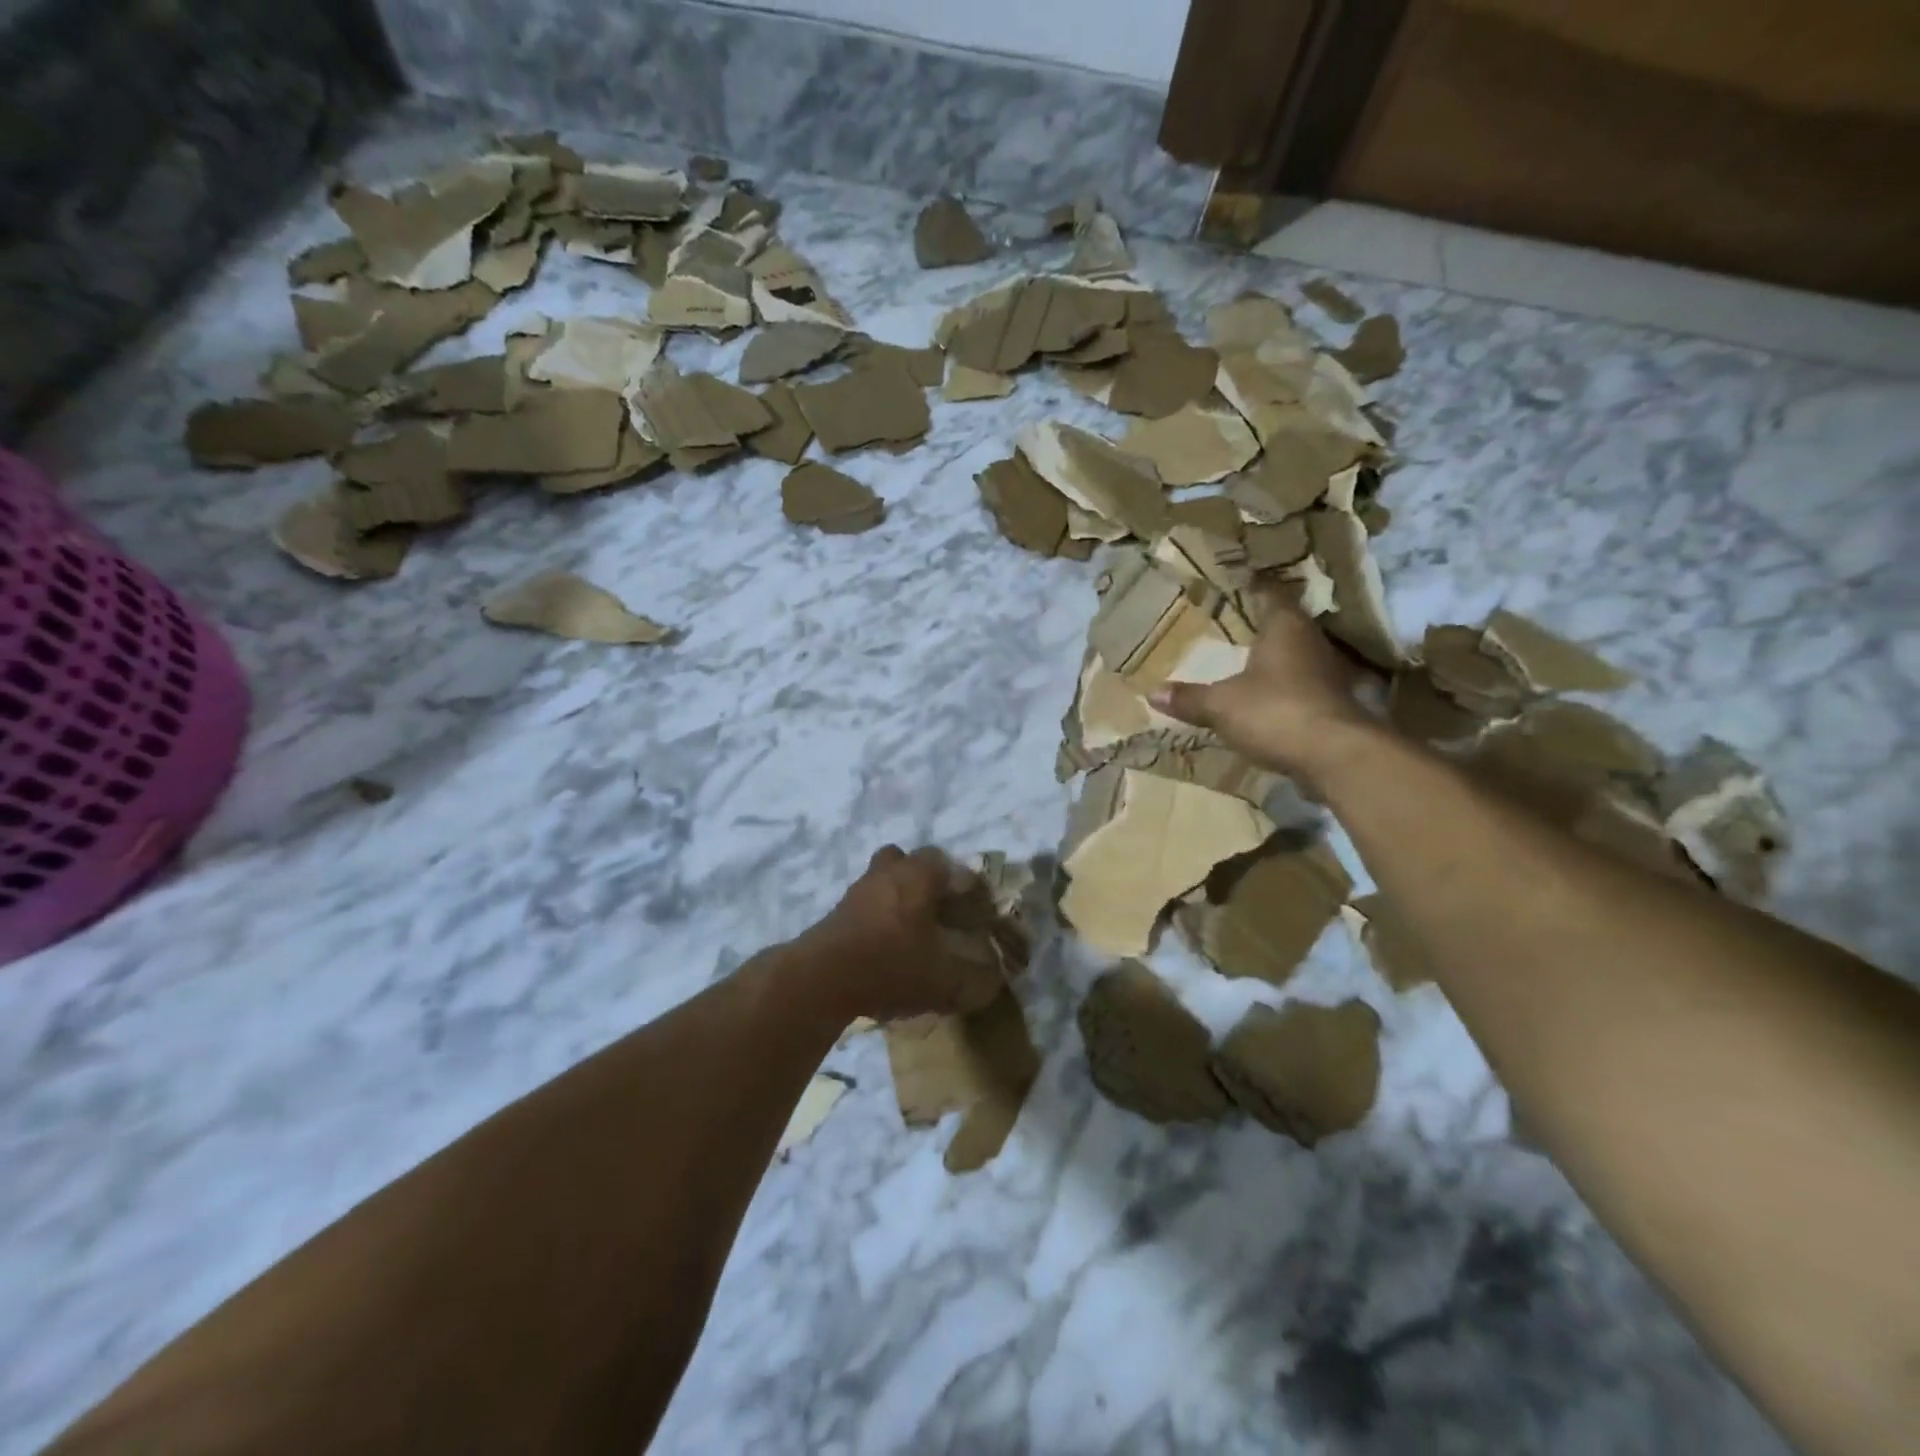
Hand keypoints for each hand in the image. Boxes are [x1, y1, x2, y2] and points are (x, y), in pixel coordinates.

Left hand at [791, 847, 1010, 1023]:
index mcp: (918, 876)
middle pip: (908, 861)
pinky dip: (877, 918)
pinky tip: (885, 948)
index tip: (974, 910)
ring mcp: (857, 891)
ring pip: (883, 881)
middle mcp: (888, 873)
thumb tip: (993, 983)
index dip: (965, 885)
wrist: (821, 979)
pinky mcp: (836, 913)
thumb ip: (976, 982)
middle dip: (925, 880)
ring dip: (898, 898)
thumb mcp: (945, 982)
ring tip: (911, 933)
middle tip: (939, 910)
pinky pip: (865, 905)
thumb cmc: (891, 965)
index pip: (948, 864)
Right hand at [1149, 596, 1379, 786]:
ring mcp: (1328, 674)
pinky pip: (1305, 685)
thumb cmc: (1275, 712)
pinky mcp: (1335, 704)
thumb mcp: (1221, 705)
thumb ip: (1189, 698)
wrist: (1335, 757)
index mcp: (1285, 628)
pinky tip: (1270, 697)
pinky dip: (1288, 687)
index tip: (1241, 582)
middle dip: (1266, 624)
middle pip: (1289, 624)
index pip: (1272, 594)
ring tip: (1250, 659)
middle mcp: (1312, 642)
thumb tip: (1152, 692)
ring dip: (1279, 657)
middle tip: (1238, 622)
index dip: (1257, 587)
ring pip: (1299, 655)